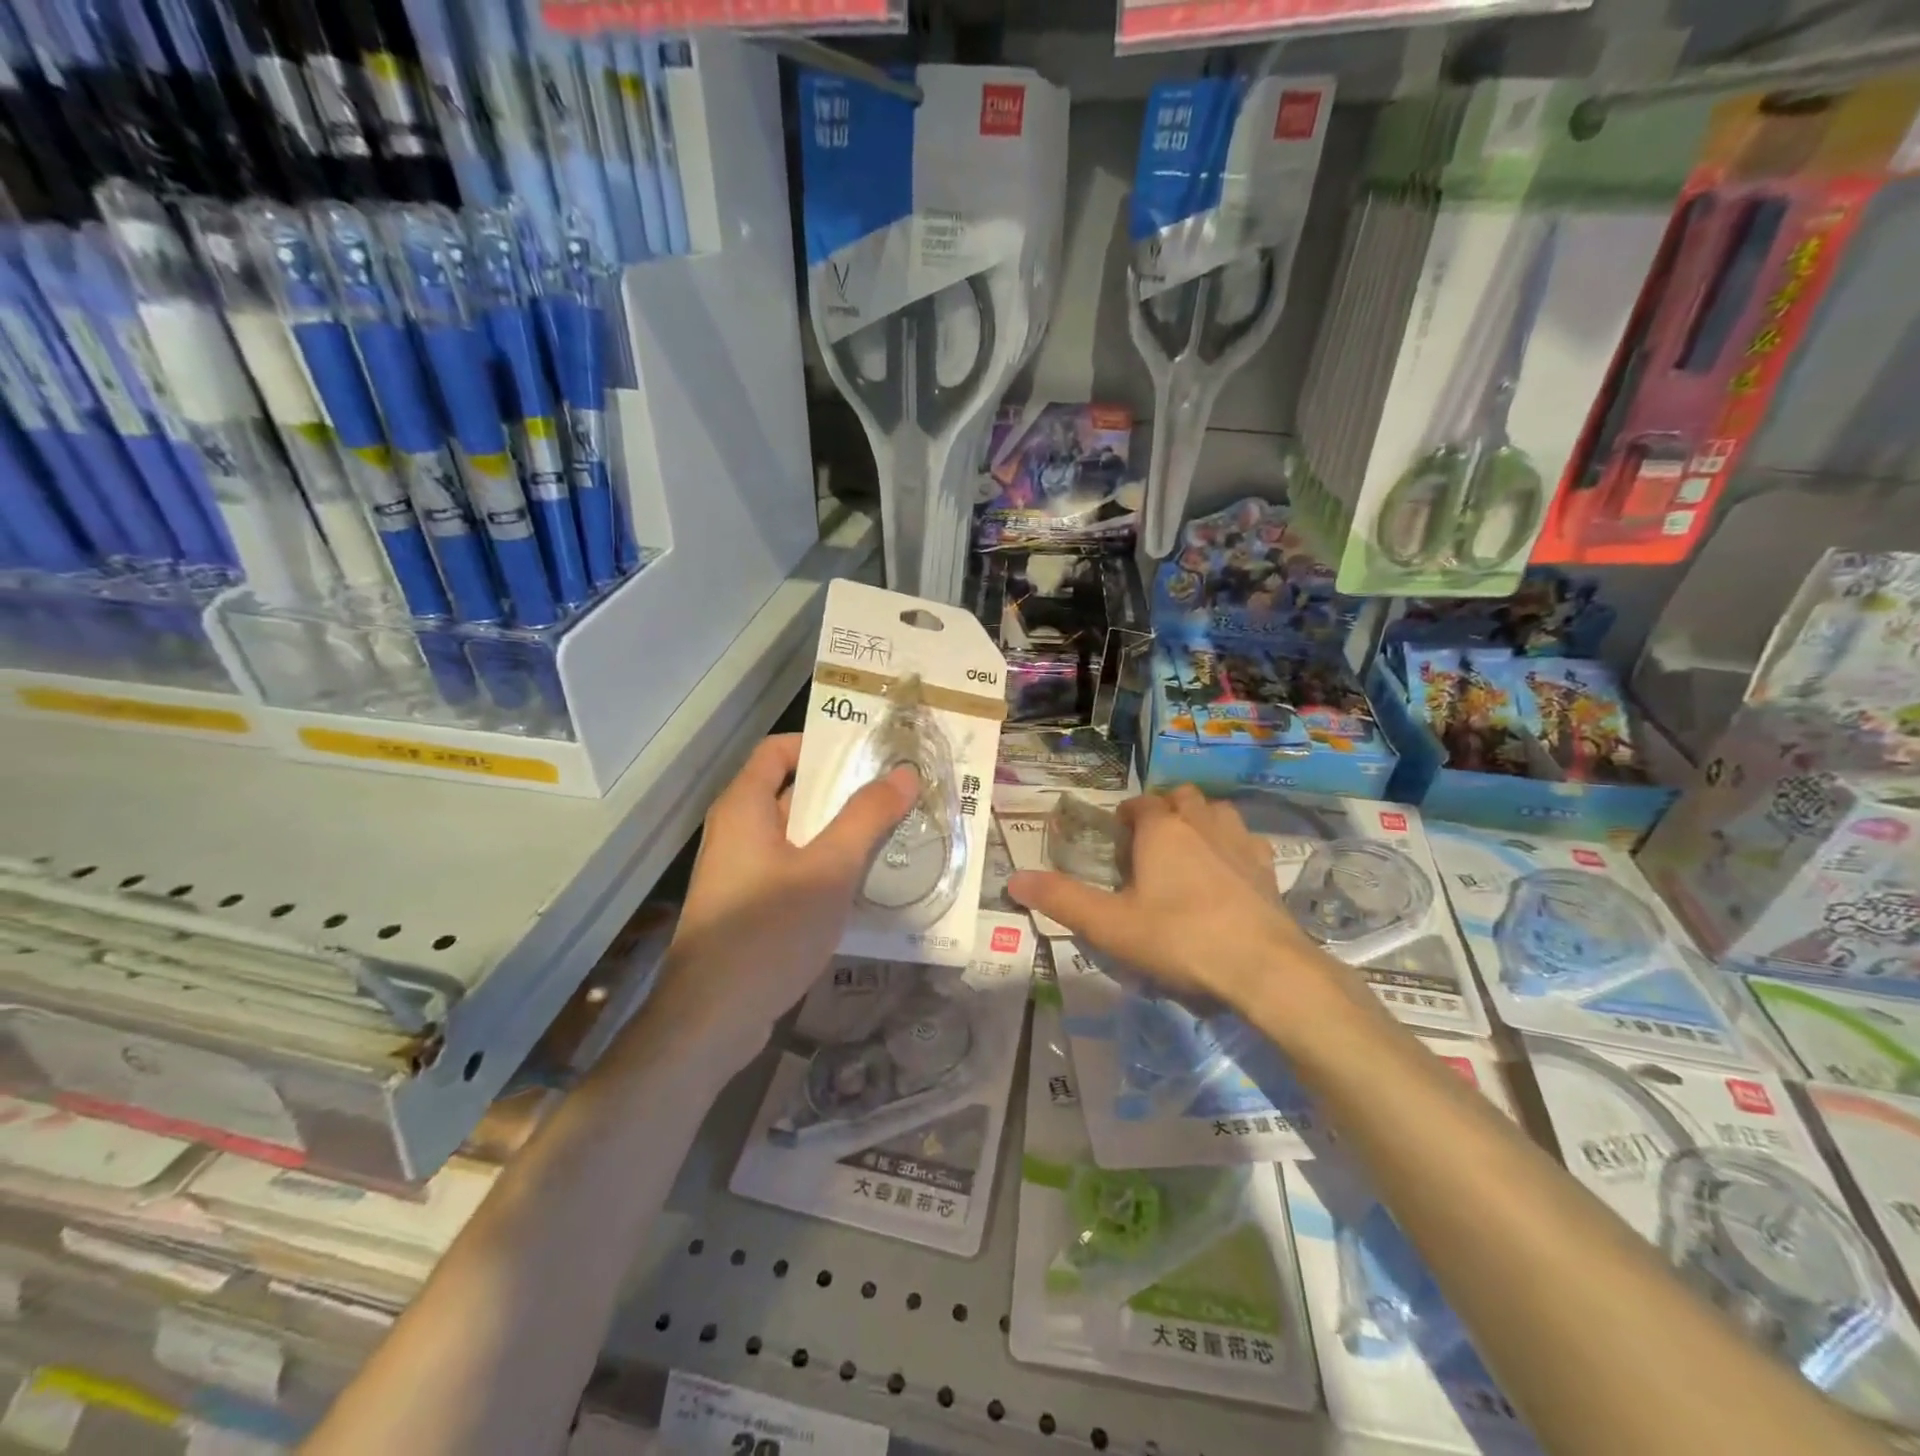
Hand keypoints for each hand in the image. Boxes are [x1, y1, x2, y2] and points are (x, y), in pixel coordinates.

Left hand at [646, 734, 917, 1069]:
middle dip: (843, 790)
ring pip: (796, 834)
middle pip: (792, 791)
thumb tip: (905, 773)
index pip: (778, 749)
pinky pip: (791, 868)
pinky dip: (824, 865)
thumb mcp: (828, 870)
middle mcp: (736, 831)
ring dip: (839, 831)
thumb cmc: (768, 931)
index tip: (870, 753)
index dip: (821, 744)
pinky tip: (862, 882)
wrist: (711, 1019)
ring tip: (891, 833)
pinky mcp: (748, 906)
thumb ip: (866, 818)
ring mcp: (740, 871)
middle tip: (896, 793)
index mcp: (744, 807)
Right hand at [1009, 786, 1352, 1029]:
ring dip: (1199, 821)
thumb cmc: (1179, 938)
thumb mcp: (1110, 925)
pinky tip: (1227, 872)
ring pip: (1216, 811)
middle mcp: (1201, 823)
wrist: (1263, 967)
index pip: (1139, 805)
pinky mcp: (1267, 868)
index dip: (1125, 818)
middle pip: (1180, 798)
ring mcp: (1240, 842)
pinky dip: (1232, 845)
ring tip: (1187, 852)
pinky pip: (1246, 840)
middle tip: (1149, 847)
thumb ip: (1061, 900)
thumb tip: (1013, 878)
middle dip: (1163, 811)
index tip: (1116, 842)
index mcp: (1162, 829)